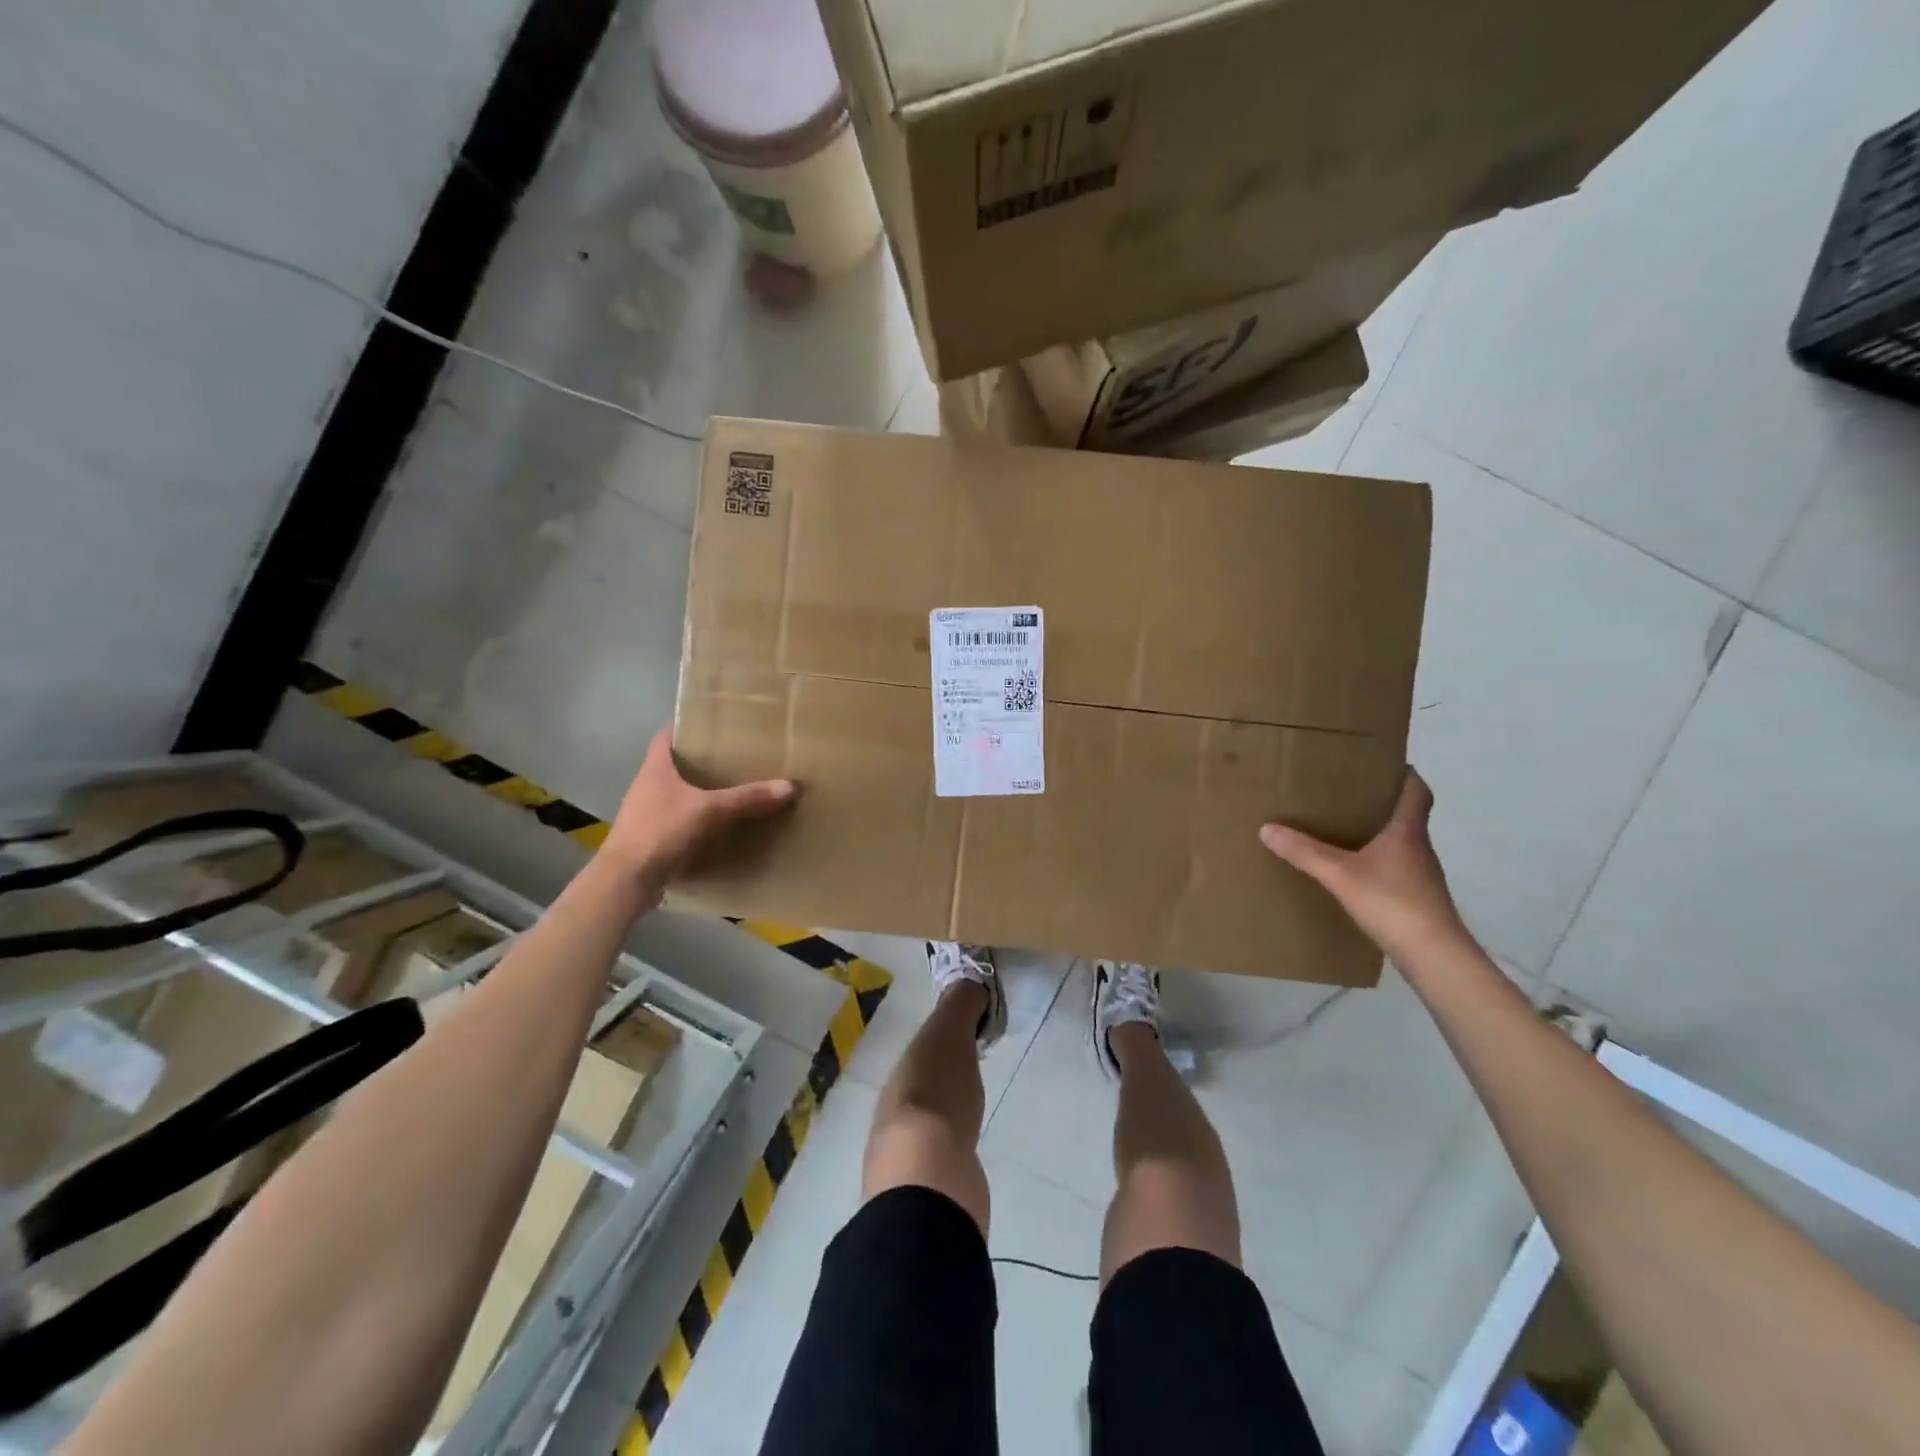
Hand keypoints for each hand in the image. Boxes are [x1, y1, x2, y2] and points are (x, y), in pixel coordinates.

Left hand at [603, 730, 795, 886]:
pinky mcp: (652, 839)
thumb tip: (789, 786)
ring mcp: (646, 814)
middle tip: (734, 756)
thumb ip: (748, 798)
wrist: (627, 880)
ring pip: (677, 794)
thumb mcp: (710, 811)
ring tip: (732, 789)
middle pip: (674, 764)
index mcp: (655, 768)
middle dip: (701, 760)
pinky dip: (697, 819)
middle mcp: (647, 786)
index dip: (686, 726)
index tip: (713, 723)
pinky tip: (719, 825)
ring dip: (700, 792)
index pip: (666, 736)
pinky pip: (679, 821)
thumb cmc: (661, 831)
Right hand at [1258, 769, 1468, 965]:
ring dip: (1376, 832)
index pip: (1416, 790)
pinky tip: (1352, 870)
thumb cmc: (1393, 903)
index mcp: (1407, 830)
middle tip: (1344, 792)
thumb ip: (1305, 852)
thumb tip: (1267, 828)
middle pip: (1405, 813)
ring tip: (1340, 828)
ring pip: (1399, 841)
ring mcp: (1420, 874)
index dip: (1402, 773)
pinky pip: (1393, 867)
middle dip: (1379, 801)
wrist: (1434, 956)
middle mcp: (1418, 846)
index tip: (1379, 763)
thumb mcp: (1340, 875)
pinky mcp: (1416, 898)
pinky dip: (1375, 861)